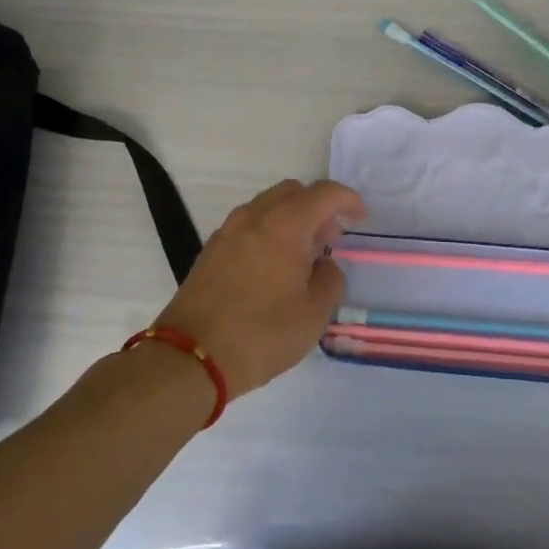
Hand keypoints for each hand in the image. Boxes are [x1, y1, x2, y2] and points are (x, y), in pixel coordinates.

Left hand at [153, 179, 360, 399]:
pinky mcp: (211, 249)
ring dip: (290, 218)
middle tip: (329, 237)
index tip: (359, 218)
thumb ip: (330, 280)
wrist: (190, 357)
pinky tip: (272, 267)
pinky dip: (268, 231)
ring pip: (268, 205)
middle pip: (293, 191)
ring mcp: (228, 230)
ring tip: (301, 255)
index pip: (324, 193)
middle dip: (317, 207)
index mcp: (285, 224)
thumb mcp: (313, 316)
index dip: (347, 199)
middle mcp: (255, 216)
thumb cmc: (261, 334)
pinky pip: (248, 224)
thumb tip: (325, 264)